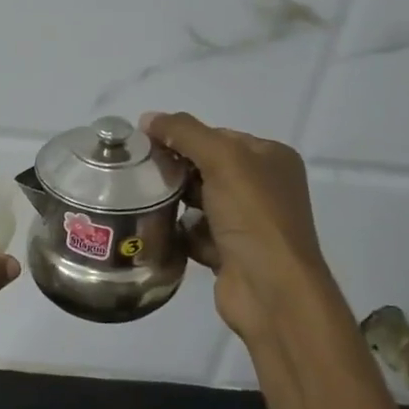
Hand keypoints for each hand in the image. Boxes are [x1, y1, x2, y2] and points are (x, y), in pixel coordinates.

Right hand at [141, 112, 341, 351]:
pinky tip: (157, 230)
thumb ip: (185, 133)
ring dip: (173, 200)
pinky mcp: (229, 252)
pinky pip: (195, 232)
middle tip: (137, 171)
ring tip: (140, 198)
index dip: (183, 136)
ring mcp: (247, 222)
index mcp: (271, 158)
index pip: (219, 136)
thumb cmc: (253, 216)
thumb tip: (148, 118)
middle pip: (206, 167)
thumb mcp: (222, 160)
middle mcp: (263, 187)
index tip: (145, 143)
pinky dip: (179, 232)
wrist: (271, 290)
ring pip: (198, 200)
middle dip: (174, 168)